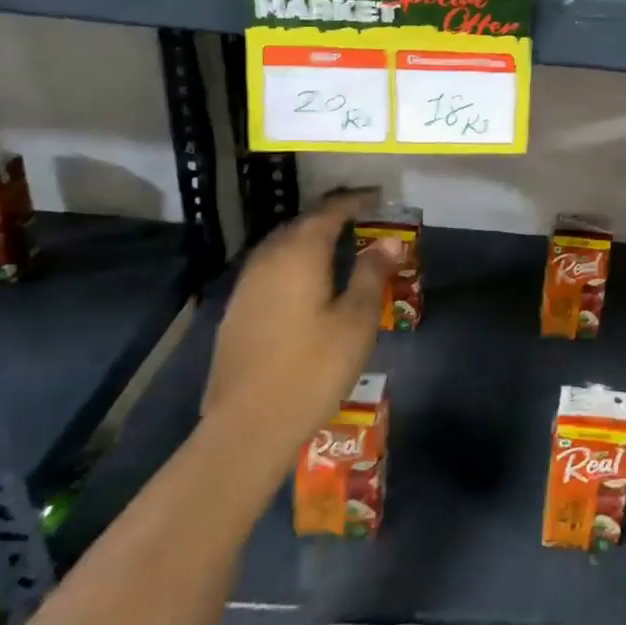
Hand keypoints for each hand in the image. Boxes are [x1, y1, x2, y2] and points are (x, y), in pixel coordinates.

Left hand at [202, 190, 399, 461]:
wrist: (248, 426)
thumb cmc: (313, 368)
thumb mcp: (357, 320)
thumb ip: (373, 274)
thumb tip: (389, 241)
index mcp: (299, 255)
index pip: (327, 213)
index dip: (353, 202)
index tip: (376, 198)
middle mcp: (267, 262)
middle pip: (299, 225)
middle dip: (328, 217)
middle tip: (359, 218)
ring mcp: (246, 287)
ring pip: (279, 247)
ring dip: (307, 239)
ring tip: (335, 245)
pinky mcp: (236, 313)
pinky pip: (268, 270)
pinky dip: (291, 262)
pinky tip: (304, 281)